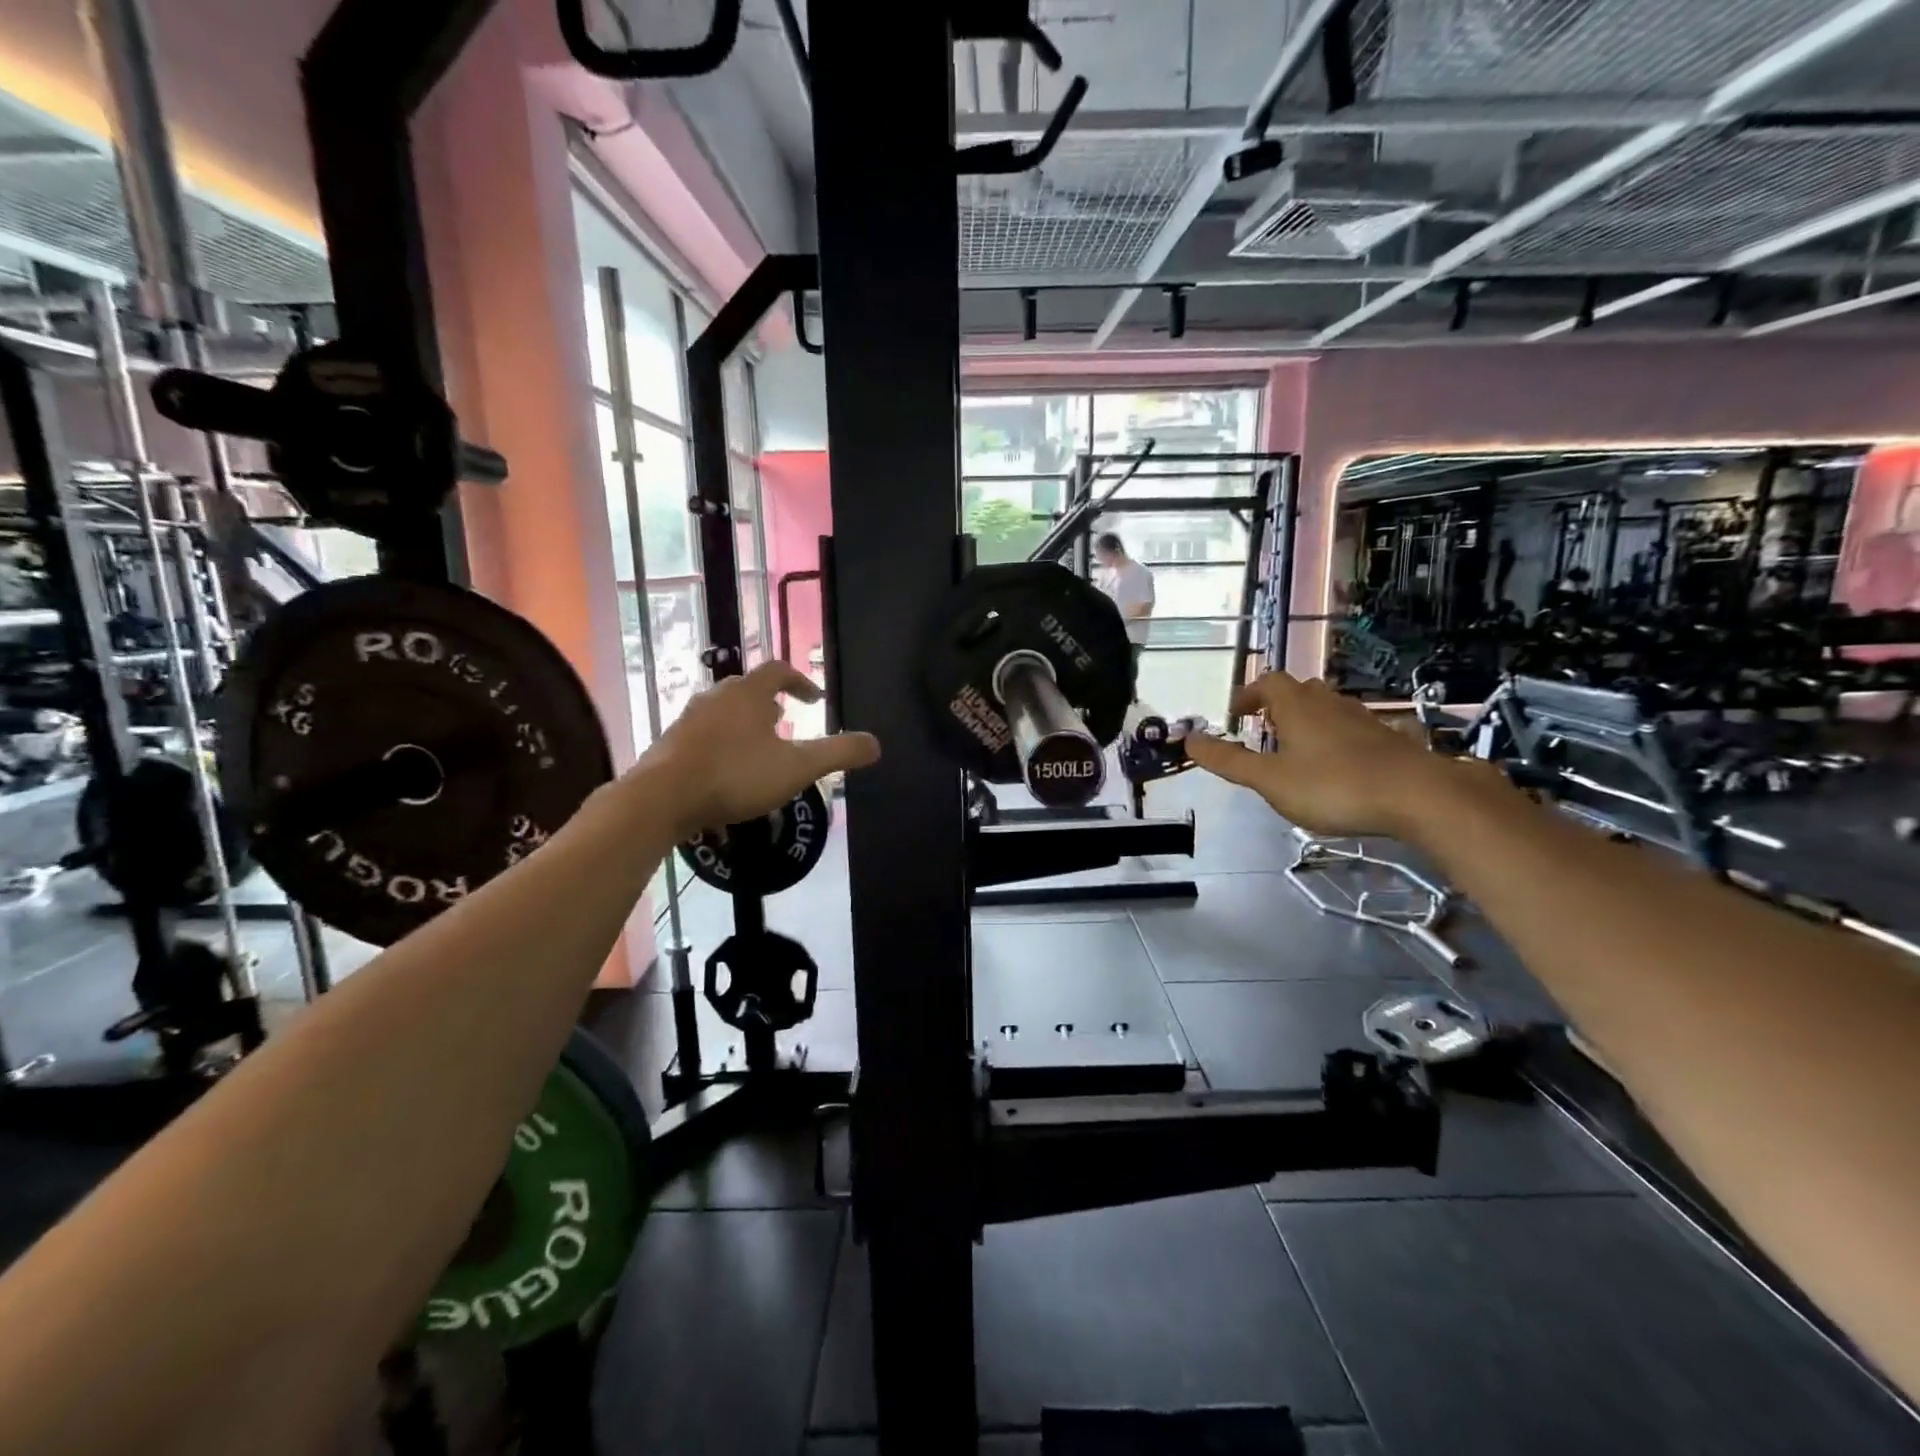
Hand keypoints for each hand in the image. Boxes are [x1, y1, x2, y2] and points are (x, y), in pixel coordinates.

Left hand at [638, 662, 879, 837]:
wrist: (661, 798)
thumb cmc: (735, 775)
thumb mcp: (797, 767)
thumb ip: (838, 754)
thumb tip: (877, 744)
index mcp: (749, 693)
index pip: (779, 670)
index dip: (801, 682)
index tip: (815, 700)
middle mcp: (716, 696)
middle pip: (748, 689)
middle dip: (771, 703)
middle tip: (786, 722)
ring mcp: (689, 718)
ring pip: (724, 710)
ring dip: (745, 723)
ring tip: (759, 748)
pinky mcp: (670, 742)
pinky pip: (705, 732)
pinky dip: (723, 741)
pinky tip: (726, 770)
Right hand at [1184, 672, 1449, 837]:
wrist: (1417, 796)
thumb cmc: (1333, 786)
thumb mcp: (1270, 780)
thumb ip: (1229, 761)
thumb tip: (1189, 739)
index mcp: (1297, 707)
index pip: (1267, 683)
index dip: (1248, 695)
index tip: (1235, 715)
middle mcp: (1329, 704)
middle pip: (1300, 691)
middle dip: (1278, 706)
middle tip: (1264, 730)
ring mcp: (1363, 720)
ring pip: (1329, 708)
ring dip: (1308, 720)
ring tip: (1297, 748)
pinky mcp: (1389, 739)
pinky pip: (1354, 728)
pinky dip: (1338, 737)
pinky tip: (1340, 762)